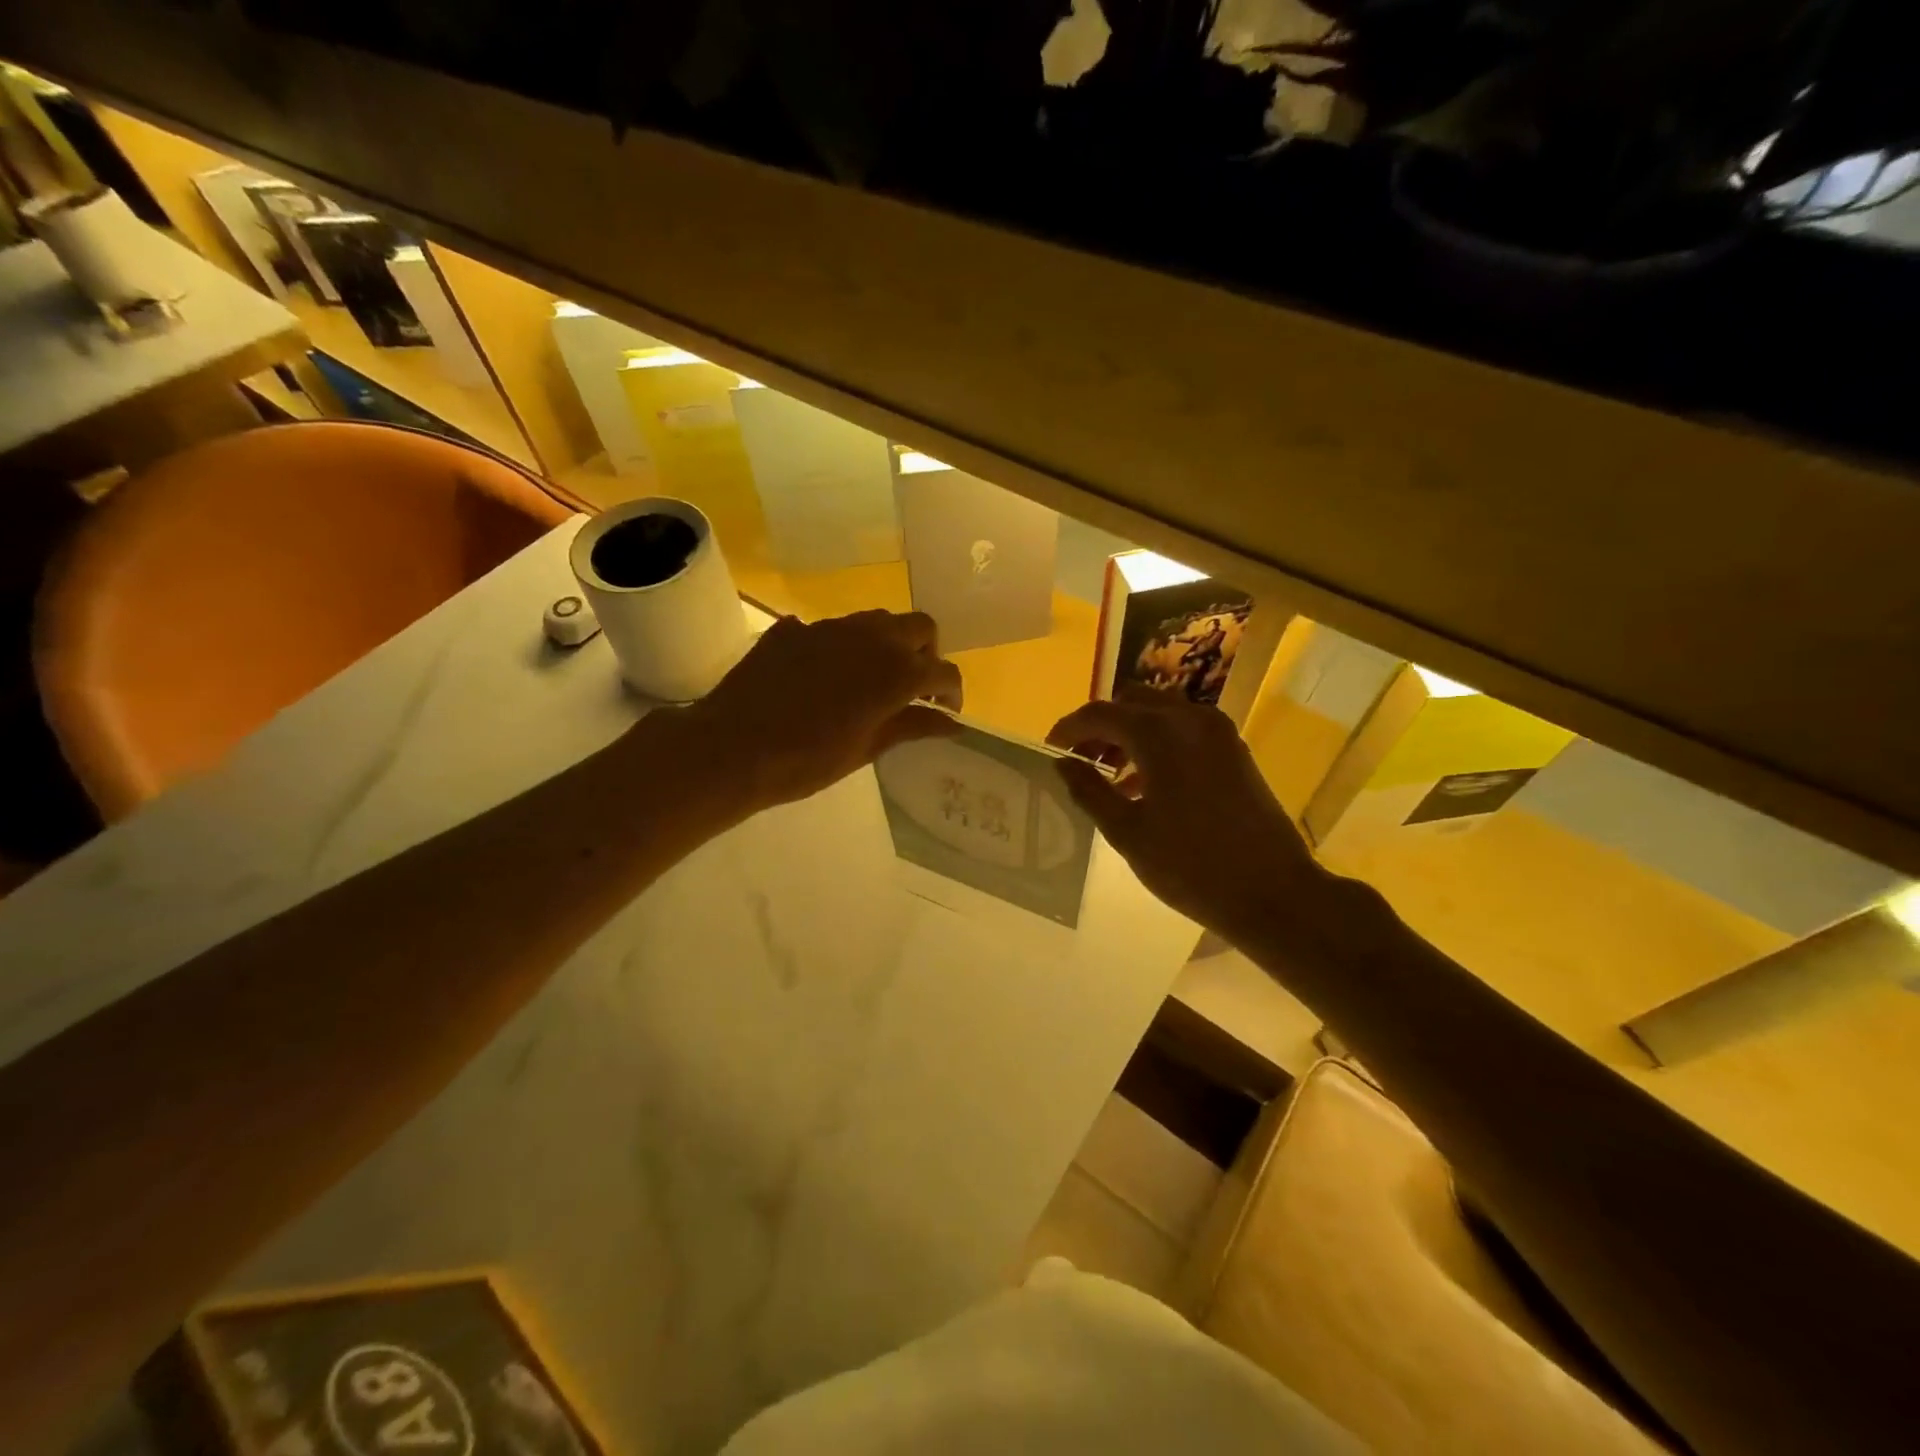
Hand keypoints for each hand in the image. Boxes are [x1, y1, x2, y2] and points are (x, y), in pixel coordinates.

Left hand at [687, 609, 961, 809]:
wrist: (733, 748)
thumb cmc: (808, 760)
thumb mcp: (867, 748)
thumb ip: (913, 726)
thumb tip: (951, 723)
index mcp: (895, 672)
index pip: (943, 670)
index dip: (951, 691)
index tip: (946, 711)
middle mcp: (870, 638)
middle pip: (920, 627)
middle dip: (927, 653)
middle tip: (915, 686)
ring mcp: (830, 627)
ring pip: (878, 620)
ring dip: (889, 643)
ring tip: (875, 677)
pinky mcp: (795, 628)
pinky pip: (833, 628)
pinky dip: (845, 646)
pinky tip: (827, 676)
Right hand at [1047, 690, 1323, 943]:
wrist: (1273, 892)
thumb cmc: (1191, 866)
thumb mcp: (1127, 832)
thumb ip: (1089, 790)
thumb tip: (1062, 762)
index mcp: (1160, 734)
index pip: (1100, 714)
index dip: (1069, 728)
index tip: (1051, 749)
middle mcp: (1190, 719)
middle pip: (1132, 703)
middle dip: (1101, 726)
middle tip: (1081, 760)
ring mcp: (1218, 732)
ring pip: (1160, 713)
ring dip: (1130, 733)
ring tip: (1109, 776)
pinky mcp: (1234, 750)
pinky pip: (1185, 730)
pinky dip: (1158, 743)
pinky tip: (1145, 785)